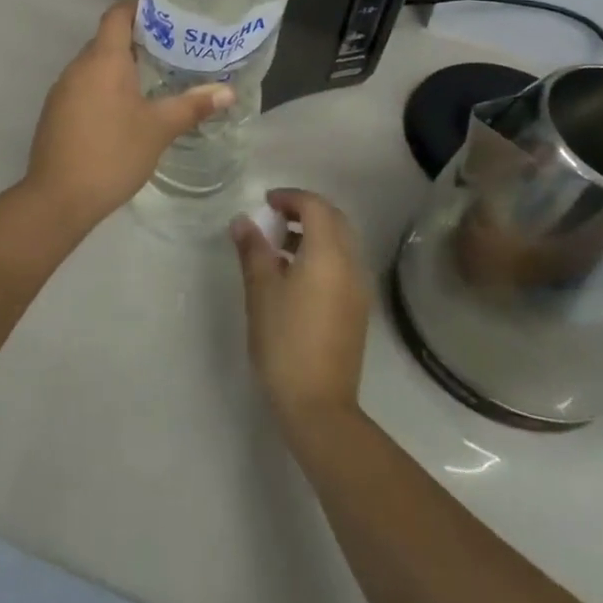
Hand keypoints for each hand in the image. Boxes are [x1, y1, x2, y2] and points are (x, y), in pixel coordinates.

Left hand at [21, 1, 233, 229]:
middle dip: (138, 38)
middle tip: (173, 45)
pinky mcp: (56, 112)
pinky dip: (106, 86)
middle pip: (107, 38)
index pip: (117, 14)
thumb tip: (228, 91)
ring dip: (121, 65)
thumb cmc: (112, 154)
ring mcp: (63, 90)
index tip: (166, 10)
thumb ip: (192, 105)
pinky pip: (85, 85)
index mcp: (103, 60)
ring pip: (95, 64)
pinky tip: (127, 107)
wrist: (58, 198)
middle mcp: (78, 66)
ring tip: (156, 74)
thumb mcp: (158, 129)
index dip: (139, 6)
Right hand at [231, 189, 370, 434]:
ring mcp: (359, 288)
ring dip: (314, 233)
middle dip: (305, 211)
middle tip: (274, 217)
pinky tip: (295, 275)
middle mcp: (351, 264)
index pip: (315, 206)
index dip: (290, 197)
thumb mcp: (261, 291)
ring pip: (341, 242)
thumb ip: (253, 250)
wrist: (318, 405)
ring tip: (278, 246)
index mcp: (329, 254)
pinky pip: (343, 265)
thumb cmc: (284, 341)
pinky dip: (322, 254)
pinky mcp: (358, 309)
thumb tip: (243, 221)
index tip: (265, 203)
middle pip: (334, 220)